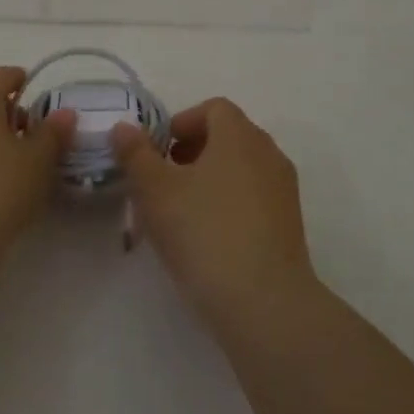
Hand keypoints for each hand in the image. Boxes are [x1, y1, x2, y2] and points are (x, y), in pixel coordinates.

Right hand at [110, 97, 315, 327]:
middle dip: (193, 151)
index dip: (182, 122)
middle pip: (228, 136)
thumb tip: (124, 127)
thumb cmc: (206, 234)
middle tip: (164, 182)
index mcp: (239, 135)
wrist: (266, 305)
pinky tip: (209, 238)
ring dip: (211, 179)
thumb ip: (136, 154)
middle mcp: (267, 152)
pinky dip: (230, 204)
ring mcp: (284, 189)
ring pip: (241, 168)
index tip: (159, 152)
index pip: (213, 108)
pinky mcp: (290, 225)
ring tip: (182, 213)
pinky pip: (255, 197)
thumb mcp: (156, 192)